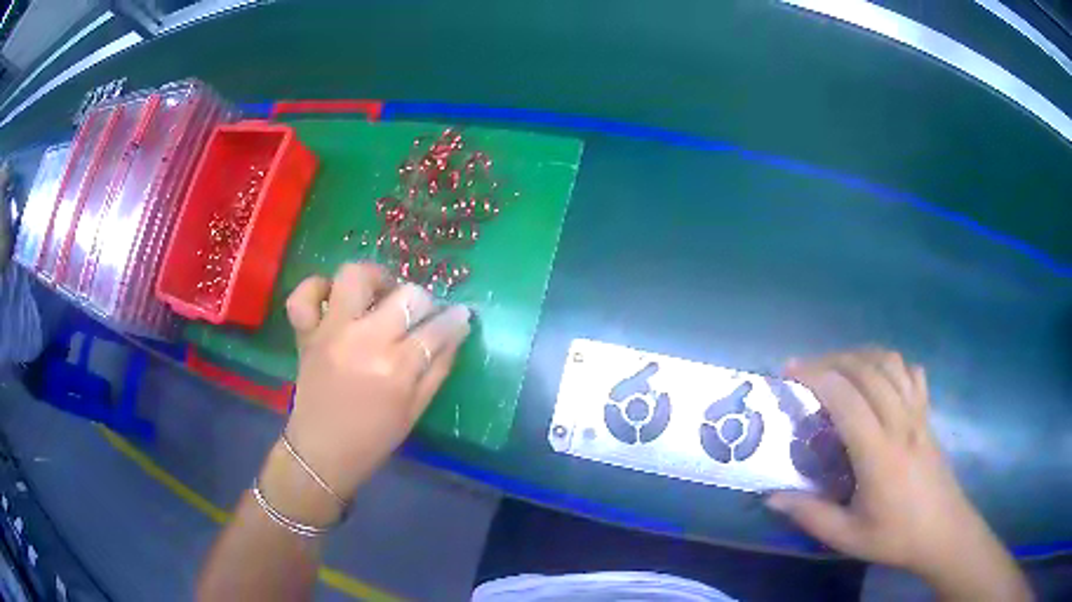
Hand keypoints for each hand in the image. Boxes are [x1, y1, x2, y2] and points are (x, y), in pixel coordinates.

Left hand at [276, 263, 470, 506]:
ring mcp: (330, 332)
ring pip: (354, 276)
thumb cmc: (373, 439)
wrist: (322, 453)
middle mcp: (364, 341)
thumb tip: (457, 332)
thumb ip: (438, 369)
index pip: (437, 329)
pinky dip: (316, 288)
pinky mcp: (306, 334)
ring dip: (374, 278)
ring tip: (381, 294)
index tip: (461, 315)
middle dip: (423, 300)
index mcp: (396, 368)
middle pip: (406, 296)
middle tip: (420, 314)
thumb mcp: (415, 411)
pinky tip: (332, 298)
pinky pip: (303, 296)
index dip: (455, 319)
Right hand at [766, 349, 1029, 599]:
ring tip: (837, 369)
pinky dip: (889, 364)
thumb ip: (810, 515)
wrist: (943, 531)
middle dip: (831, 360)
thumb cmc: (896, 537)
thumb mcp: (847, 538)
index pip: (846, 398)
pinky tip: (877, 377)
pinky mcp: (928, 414)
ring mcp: (918, 414)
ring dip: (859, 356)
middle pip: (866, 369)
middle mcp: (900, 423)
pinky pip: (910, 373)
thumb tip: (772, 497)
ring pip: (890, 363)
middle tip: (805, 370)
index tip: (790, 374)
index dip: (816, 377)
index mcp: (879, 453)